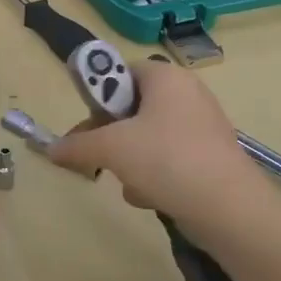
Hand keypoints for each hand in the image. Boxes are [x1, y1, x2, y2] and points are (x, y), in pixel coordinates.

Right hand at [49, 61, 268, 231]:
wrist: (229, 209)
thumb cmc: (167, 160)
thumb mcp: (111, 149)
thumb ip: (77, 145)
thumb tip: (51, 149)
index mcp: (166, 78)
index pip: (121, 71)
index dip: (98, 95)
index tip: (86, 124)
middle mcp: (187, 94)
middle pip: (132, 107)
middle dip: (111, 136)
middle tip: (97, 157)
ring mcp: (202, 127)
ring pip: (147, 137)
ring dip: (129, 161)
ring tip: (129, 182)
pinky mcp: (209, 157)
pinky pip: (168, 159)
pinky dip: (154, 176)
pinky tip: (150, 197)